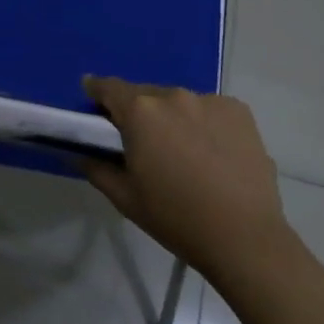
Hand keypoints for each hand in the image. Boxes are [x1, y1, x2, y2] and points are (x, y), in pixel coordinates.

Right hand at [82, 76, 290, 276]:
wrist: (244, 236)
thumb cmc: (176, 218)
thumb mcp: (126, 199)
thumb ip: (97, 169)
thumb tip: (79, 153)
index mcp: (141, 112)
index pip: (109, 88)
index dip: (97, 91)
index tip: (93, 98)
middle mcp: (173, 95)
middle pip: (146, 95)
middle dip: (139, 112)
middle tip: (143, 142)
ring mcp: (209, 100)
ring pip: (180, 103)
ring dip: (174, 118)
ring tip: (184, 152)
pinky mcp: (238, 110)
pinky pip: (211, 110)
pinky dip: (205, 124)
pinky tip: (214, 153)